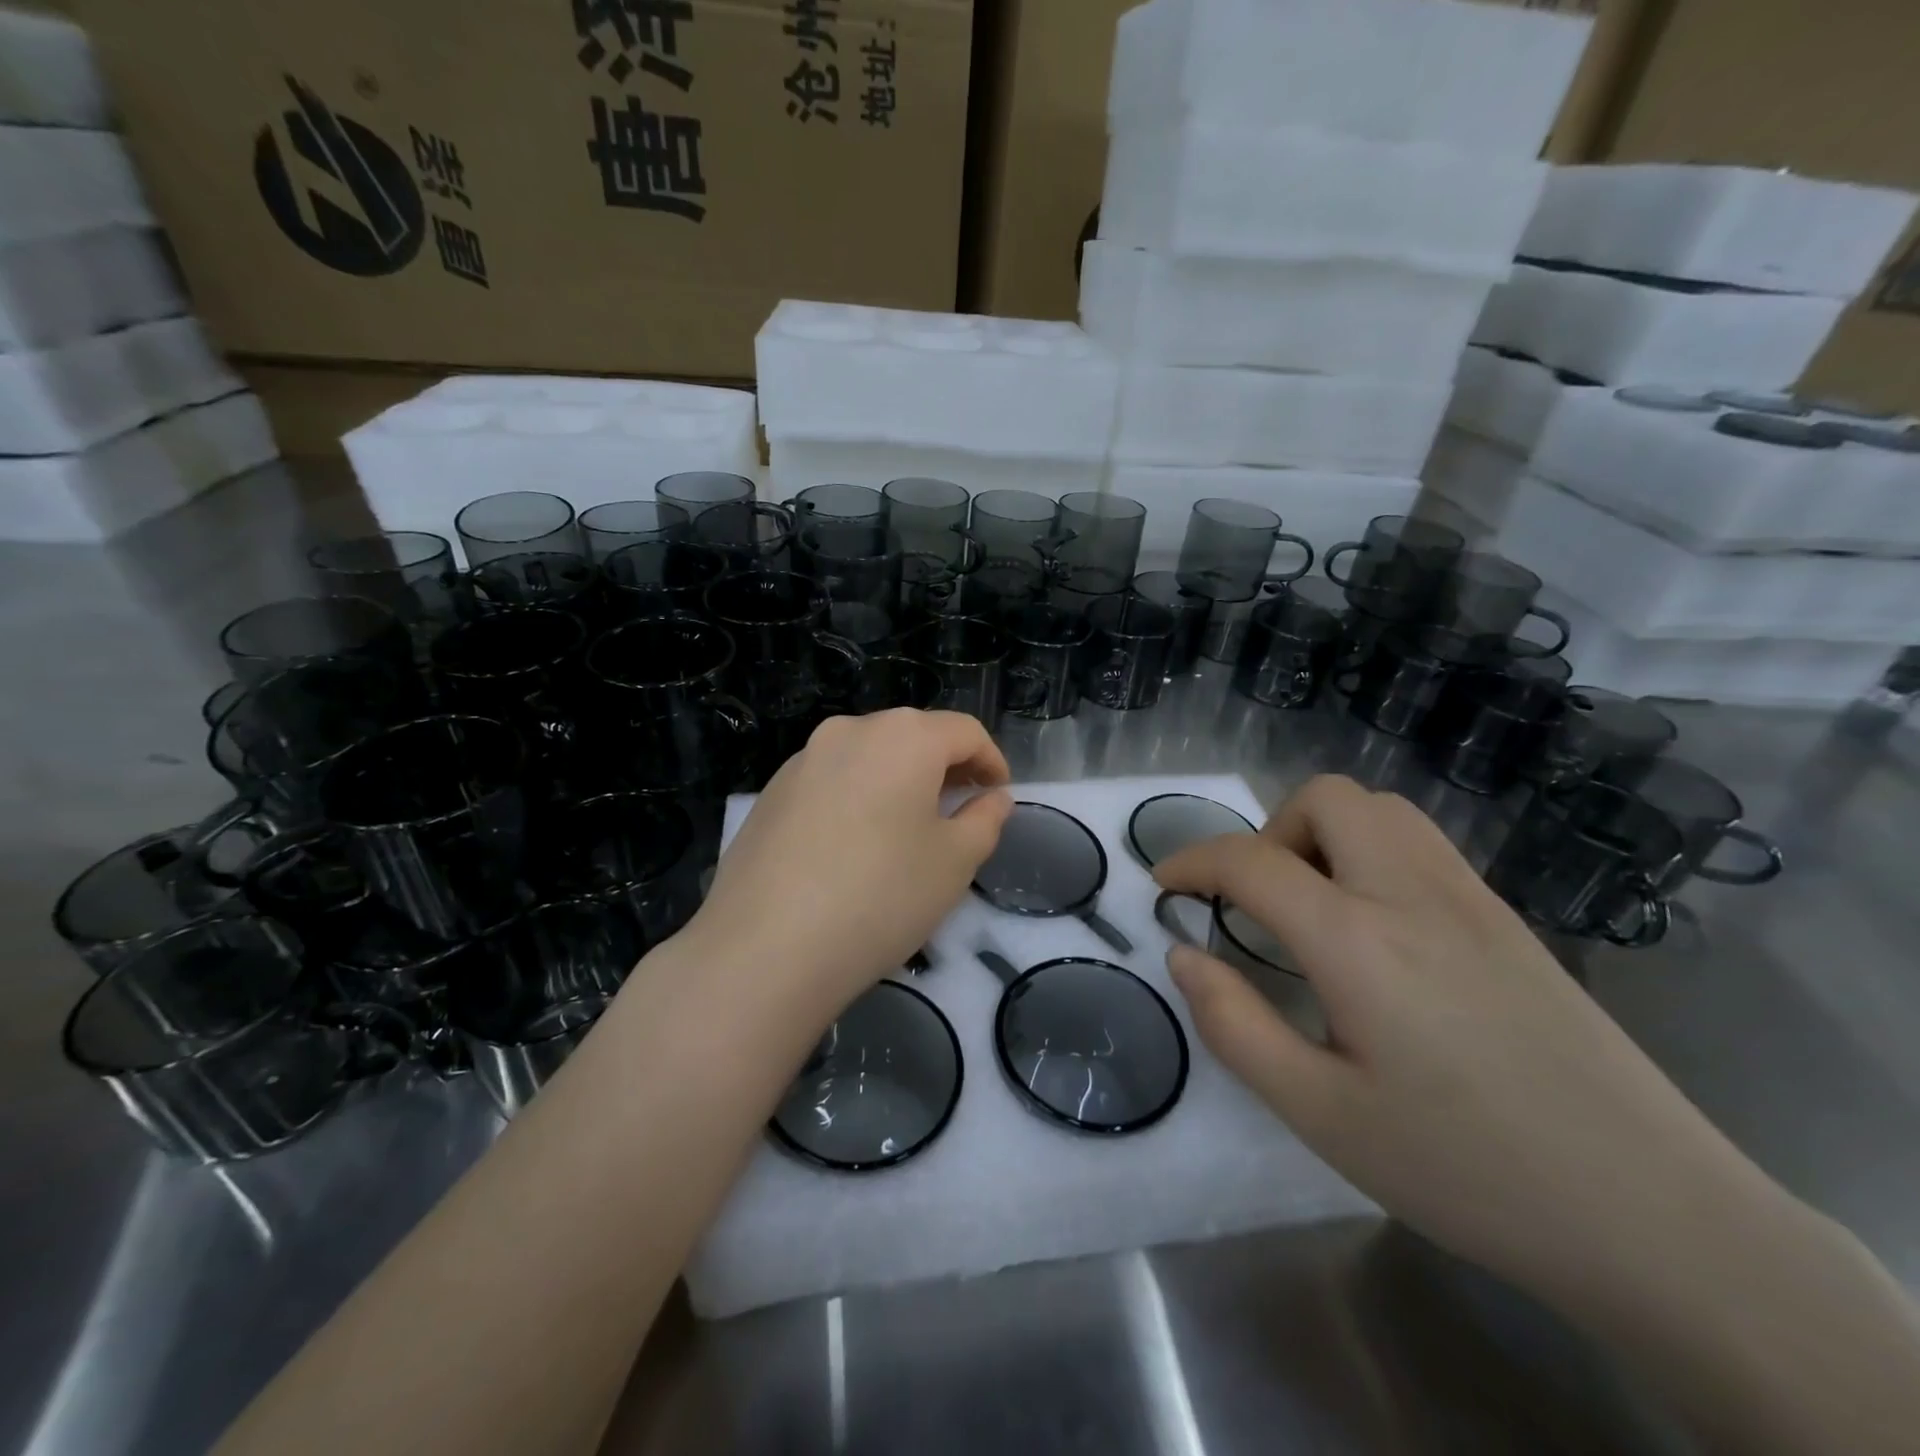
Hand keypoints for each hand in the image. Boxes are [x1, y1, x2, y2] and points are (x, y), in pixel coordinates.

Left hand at [686, 709, 1012, 1010]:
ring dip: (899, 781)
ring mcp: (802, 759)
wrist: (764, 948)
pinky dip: (858, 796)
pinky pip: (831, 780)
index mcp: (902, 737)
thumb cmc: (880, 897)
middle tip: (961, 810)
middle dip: (945, 767)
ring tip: (909, 829)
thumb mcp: (954, 862)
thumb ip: (984, 820)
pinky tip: (856, 845)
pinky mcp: (771, 792)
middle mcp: (849, 731)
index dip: (991, 760)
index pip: (964, 731)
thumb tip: (993, 798)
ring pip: (868, 756)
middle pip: (912, 736)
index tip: (1000, 795)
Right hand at [1154, 774, 1781, 1306]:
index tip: (1163, 885)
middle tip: (1258, 903)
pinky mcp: (1509, 918)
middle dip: (1269, 832)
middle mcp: (1413, 893)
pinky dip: (1370, 851)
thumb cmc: (1465, 1169)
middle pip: (1327, 798)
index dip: (1191, 860)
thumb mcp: (1319, 1114)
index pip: (1251, 860)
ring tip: (1312, 909)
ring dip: (1324, 834)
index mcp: (1358, 939)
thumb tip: (1184, 954)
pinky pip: (1421, 842)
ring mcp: (1471, 898)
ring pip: (1381, 809)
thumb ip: (1234, 1025)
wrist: (1655, 1216)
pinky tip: (1376, 929)